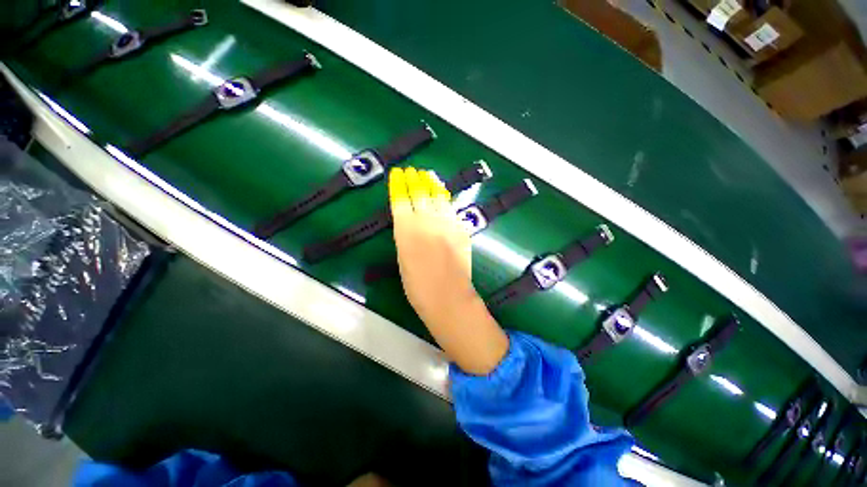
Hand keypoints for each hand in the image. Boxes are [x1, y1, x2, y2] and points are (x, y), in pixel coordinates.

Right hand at [390, 167, 507, 374]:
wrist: (448, 297)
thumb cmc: (418, 286)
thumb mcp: (403, 258)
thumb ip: (406, 236)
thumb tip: (409, 221)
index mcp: (406, 230)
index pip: (400, 199)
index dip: (399, 185)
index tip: (397, 174)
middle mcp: (426, 221)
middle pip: (419, 193)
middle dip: (415, 180)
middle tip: (413, 171)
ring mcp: (446, 224)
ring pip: (438, 197)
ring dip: (432, 184)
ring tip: (428, 175)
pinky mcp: (460, 229)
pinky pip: (452, 209)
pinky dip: (445, 199)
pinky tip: (443, 194)